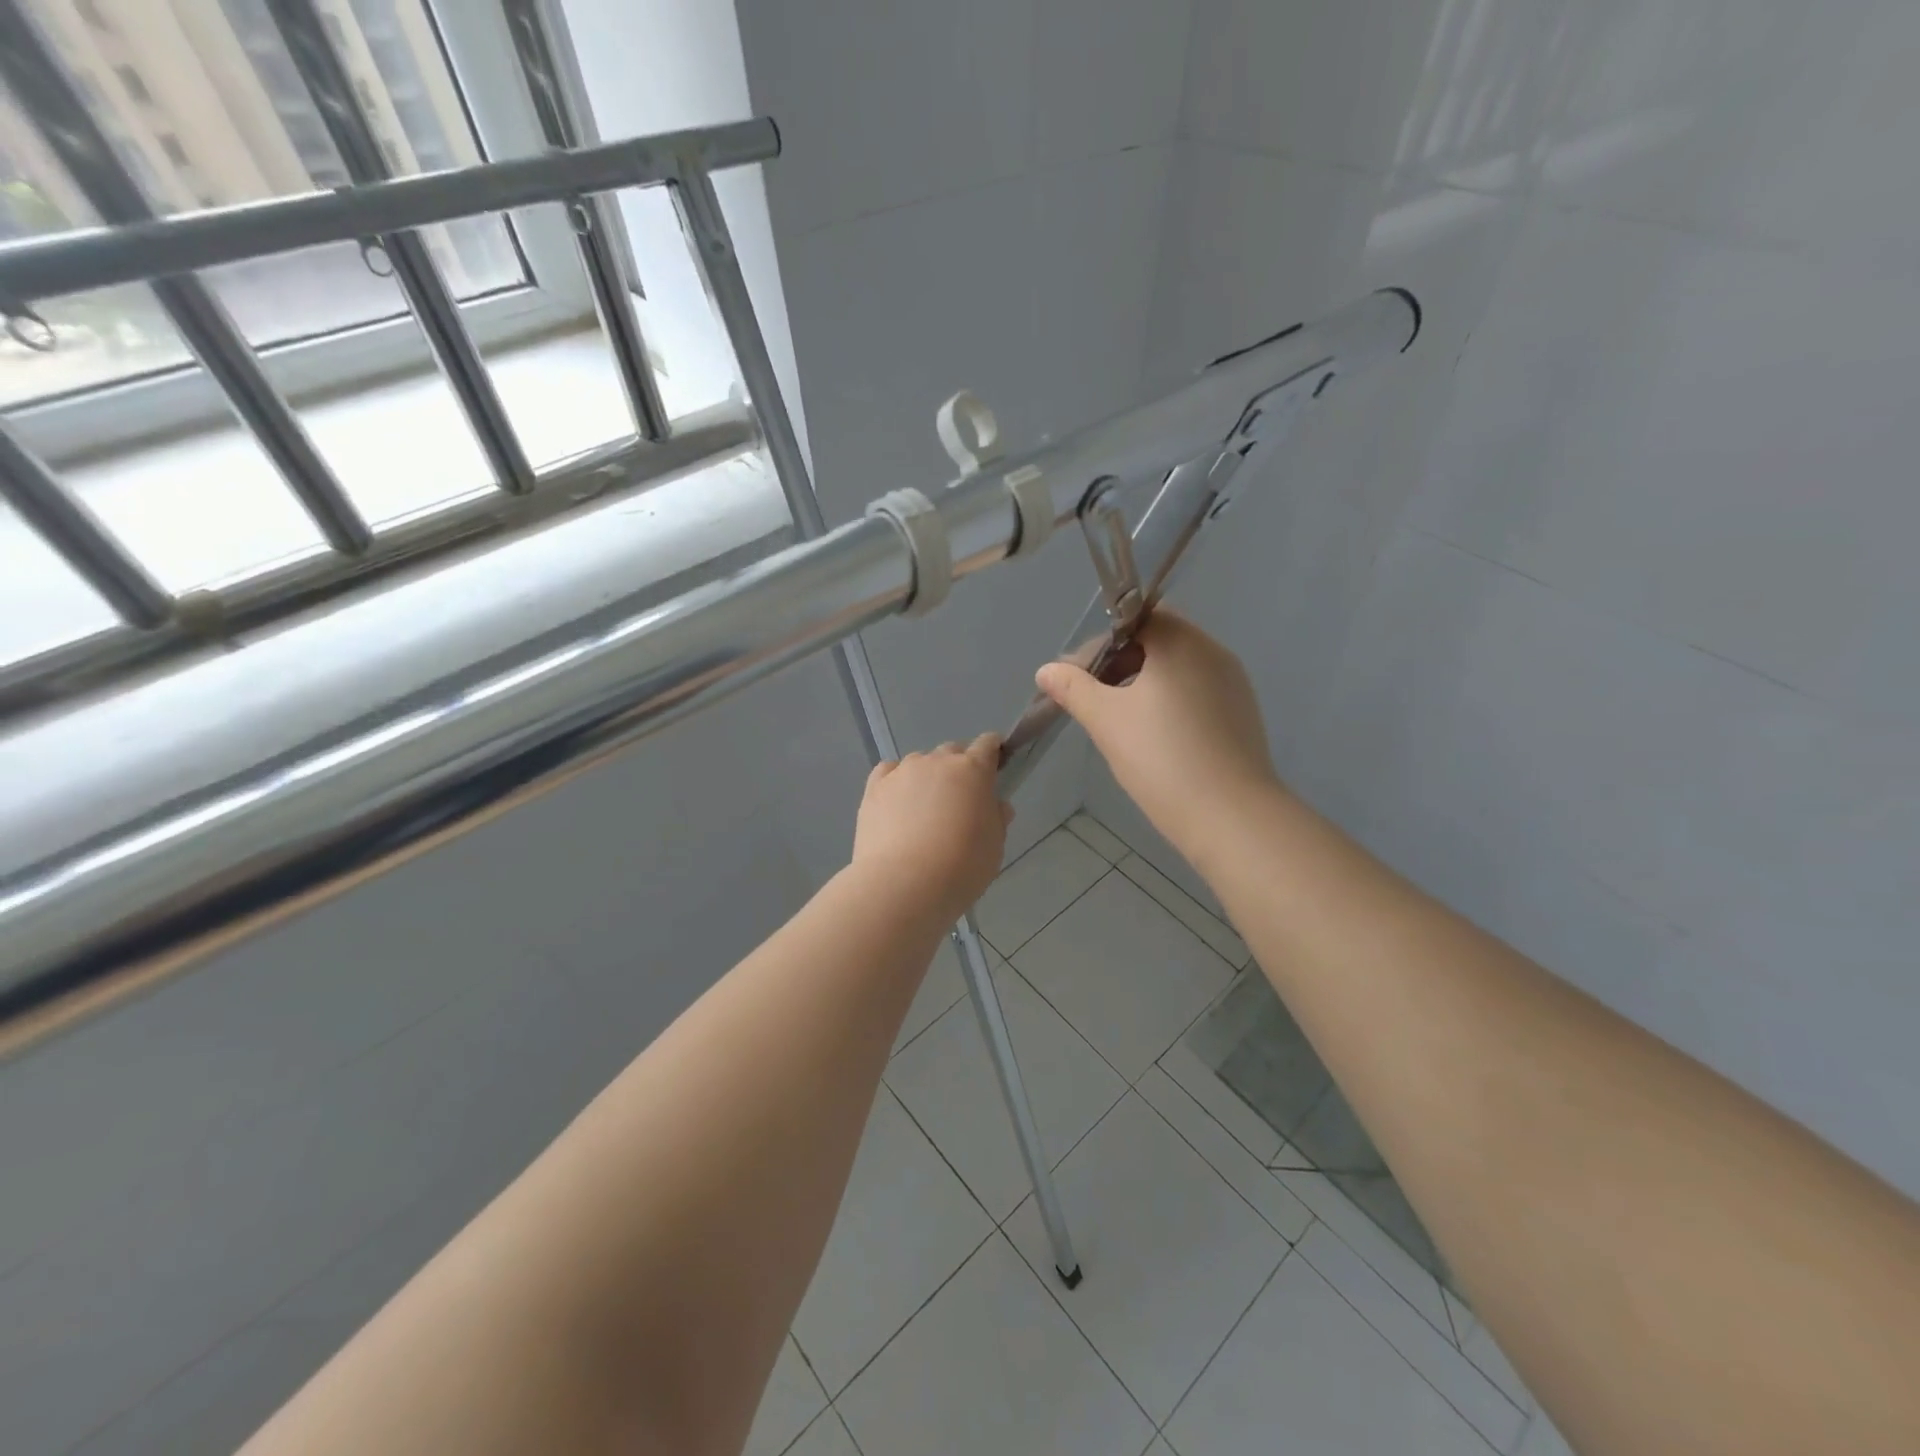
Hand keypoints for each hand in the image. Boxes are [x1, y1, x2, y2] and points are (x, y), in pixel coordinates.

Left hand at [851, 734, 1012, 920]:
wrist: (904, 883)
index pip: (987, 745)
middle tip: (959, 800)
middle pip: (951, 752)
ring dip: (926, 778)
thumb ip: (996, 819)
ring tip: (923, 811)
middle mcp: (937, 761)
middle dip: (958, 769)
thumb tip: (996, 805)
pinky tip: (896, 804)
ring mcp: (902, 772)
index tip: (994, 765)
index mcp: (973, 770)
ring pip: (919, 763)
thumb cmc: (961, 866)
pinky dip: (896, 782)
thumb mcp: (994, 846)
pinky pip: (889, 773)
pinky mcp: (874, 788)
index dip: (993, 752)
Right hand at [1036, 612, 1283, 861]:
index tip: (1078, 677)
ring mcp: (1233, 684)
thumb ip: (1073, 689)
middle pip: (1158, 641)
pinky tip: (1153, 739)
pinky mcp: (1241, 715)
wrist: (1230, 816)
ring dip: (1143, 685)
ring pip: (1177, 669)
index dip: (1101, 644)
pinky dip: (1169, 703)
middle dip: (1119, 664)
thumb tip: (1047, 669)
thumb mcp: (1106, 721)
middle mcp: (1213, 653)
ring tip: (1117, 722)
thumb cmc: (1162, 758)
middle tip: (1092, 700)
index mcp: (1181, 643)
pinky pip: (1196, 693)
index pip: (1135, 619)